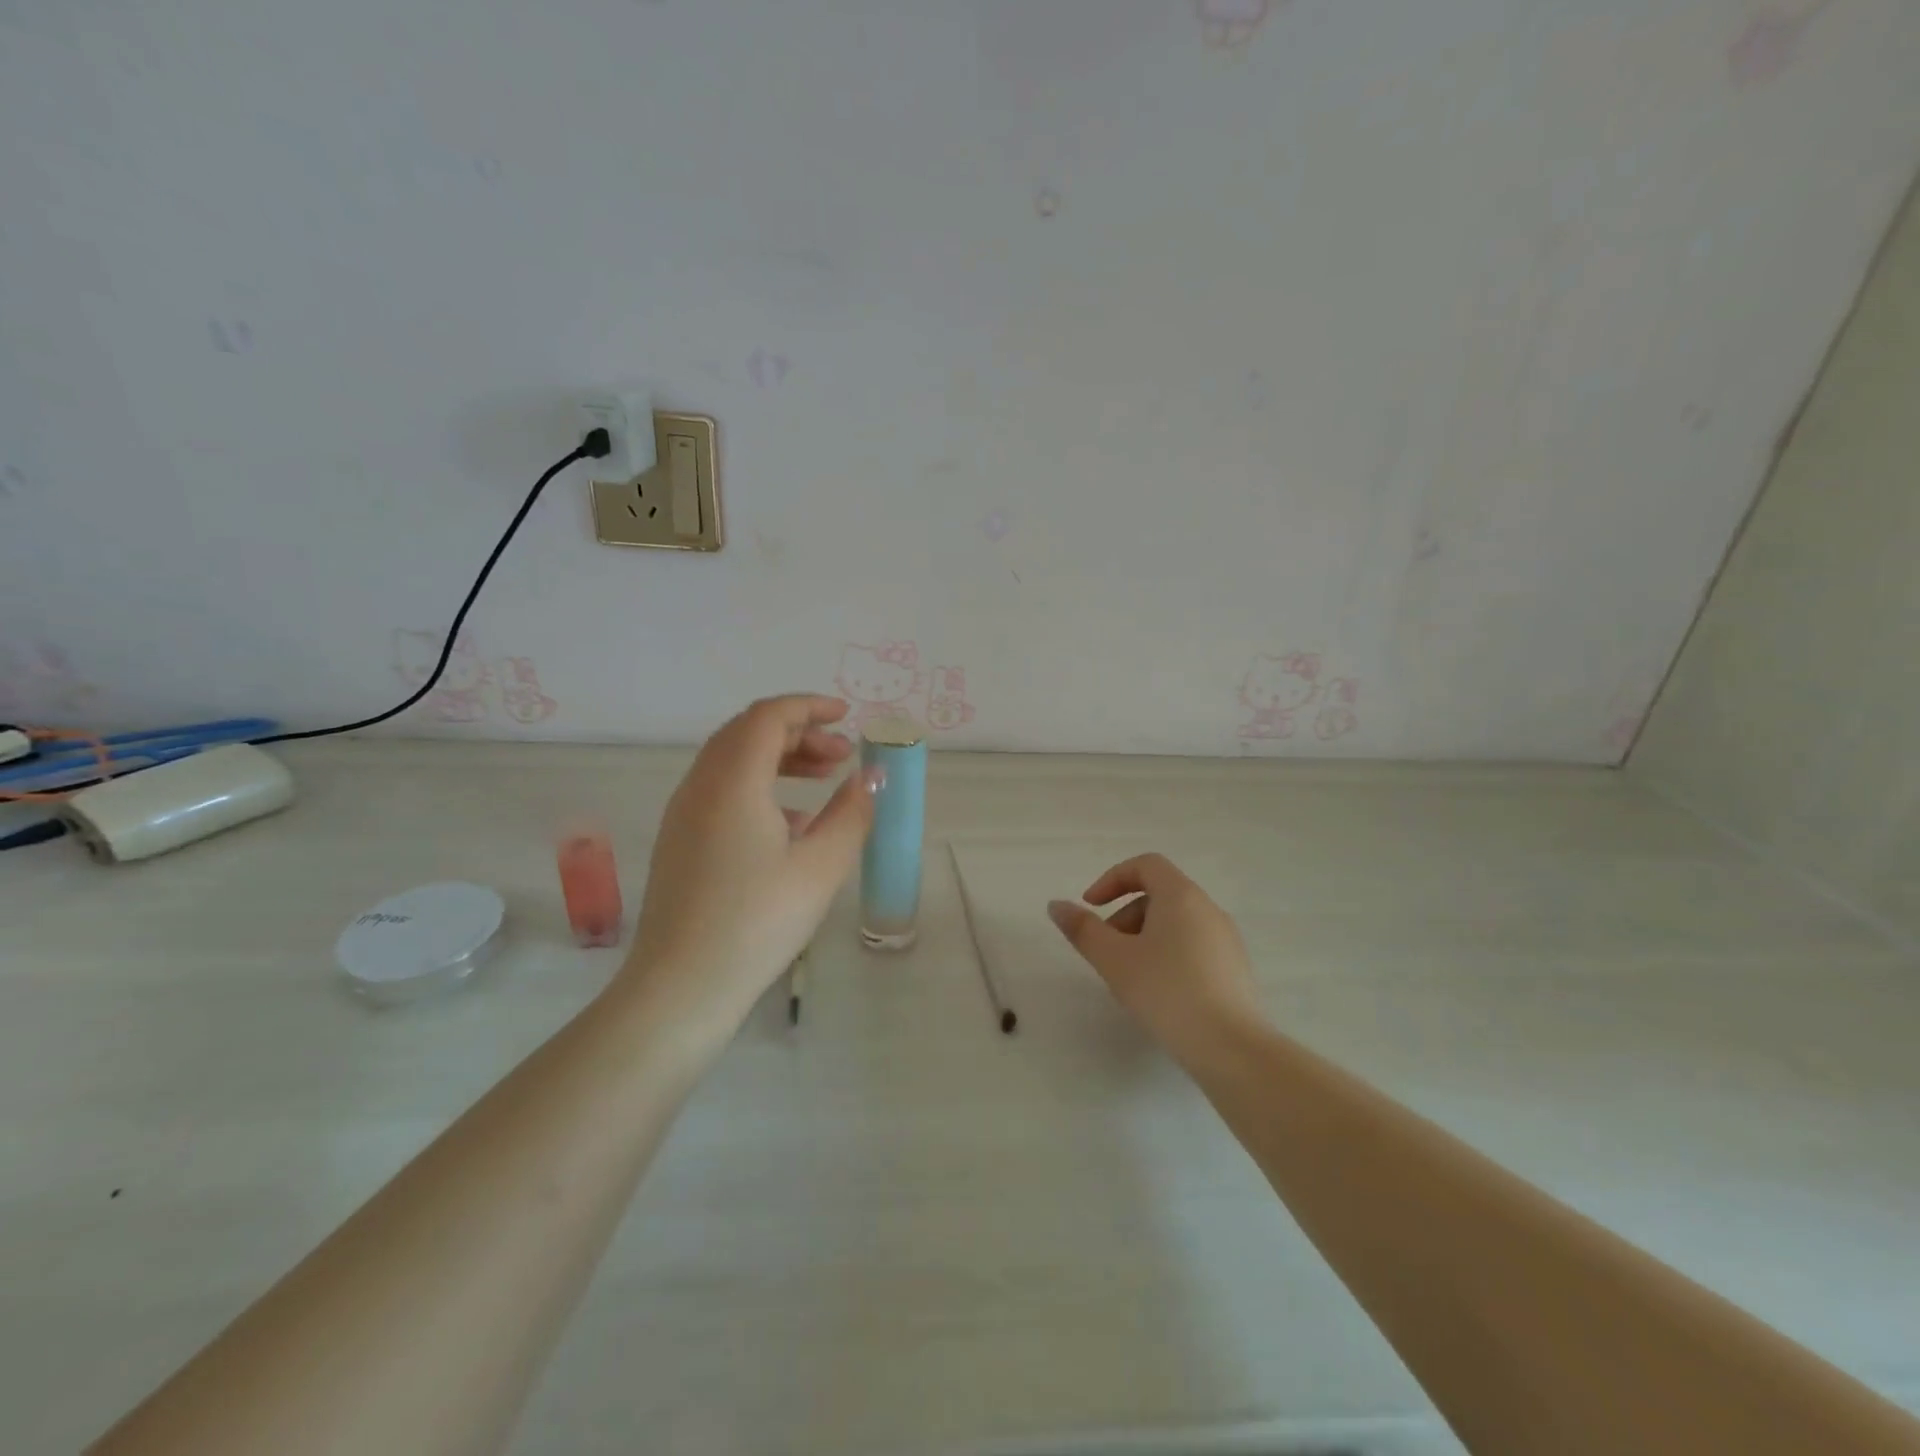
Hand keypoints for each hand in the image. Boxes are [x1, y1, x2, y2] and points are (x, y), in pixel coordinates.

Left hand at [622, 695, 879, 1042]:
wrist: (681, 987)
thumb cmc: (758, 923)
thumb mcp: (821, 867)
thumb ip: (852, 813)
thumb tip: (872, 776)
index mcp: (732, 782)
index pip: (769, 717)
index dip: (810, 708)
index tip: (847, 717)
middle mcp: (700, 786)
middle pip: (748, 733)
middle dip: (799, 733)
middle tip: (842, 754)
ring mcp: (683, 814)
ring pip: (733, 762)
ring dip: (780, 758)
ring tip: (824, 779)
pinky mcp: (680, 841)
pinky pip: (721, 791)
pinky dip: (760, 786)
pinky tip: (793, 822)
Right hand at [1048, 853, 1263, 1059]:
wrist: (1231, 1048)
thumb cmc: (1166, 992)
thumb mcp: (1114, 959)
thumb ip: (1083, 929)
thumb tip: (1056, 905)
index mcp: (1181, 896)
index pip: (1145, 865)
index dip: (1112, 879)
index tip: (1091, 906)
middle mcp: (1208, 909)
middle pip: (1159, 895)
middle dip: (1124, 915)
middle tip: (1106, 951)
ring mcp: (1226, 939)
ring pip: (1176, 923)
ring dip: (1144, 937)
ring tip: (1129, 977)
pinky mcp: (1235, 969)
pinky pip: (1193, 946)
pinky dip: (1168, 955)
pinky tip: (1159, 994)